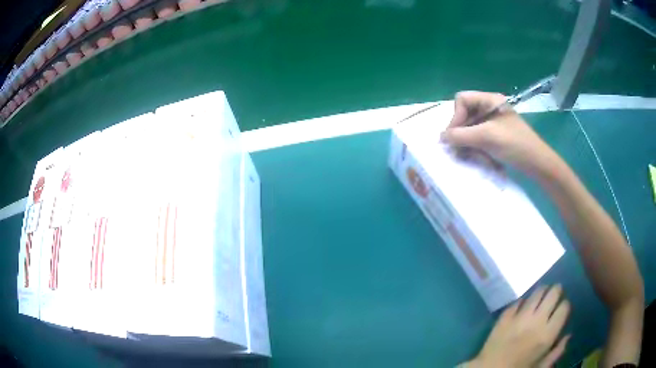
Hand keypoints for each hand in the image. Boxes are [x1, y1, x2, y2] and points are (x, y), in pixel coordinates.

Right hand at [440, 91, 560, 176]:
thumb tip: (440, 137)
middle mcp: (490, 108)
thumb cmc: (514, 145)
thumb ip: (461, 135)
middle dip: (462, 133)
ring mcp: (494, 122)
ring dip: (469, 143)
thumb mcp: (486, 138)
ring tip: (472, 157)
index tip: (455, 137)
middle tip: (460, 150)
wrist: (538, 164)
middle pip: (465, 115)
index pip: (462, 100)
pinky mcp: (497, 135)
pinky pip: (479, 138)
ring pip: (471, 129)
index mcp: (490, 100)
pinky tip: (481, 158)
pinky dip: (477, 148)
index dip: (456, 117)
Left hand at [467, 285, 570, 367]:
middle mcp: (536, 321)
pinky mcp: (505, 317)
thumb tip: (568, 335)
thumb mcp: (541, 366)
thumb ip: (557, 352)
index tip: (563, 307)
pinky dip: (523, 300)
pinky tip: (525, 302)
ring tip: (543, 292)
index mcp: (547, 335)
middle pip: (552, 294)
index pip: (564, 308)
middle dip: (556, 291)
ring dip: (542, 291)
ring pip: (536, 293)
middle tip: (556, 292)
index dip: (565, 305)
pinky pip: (518, 301)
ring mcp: (520, 317)